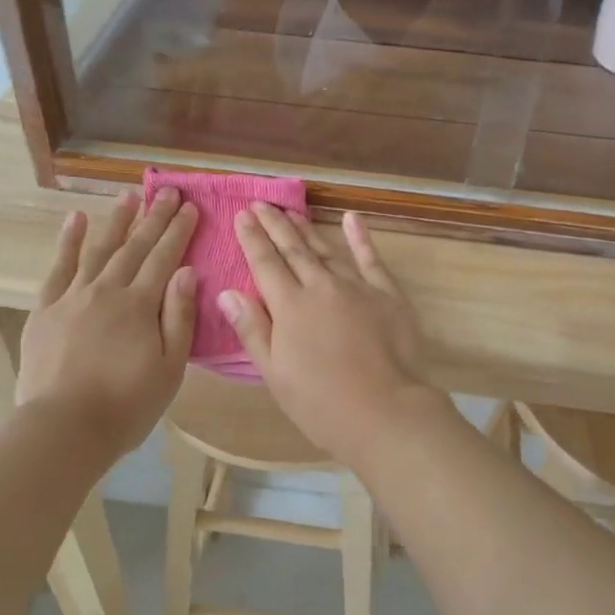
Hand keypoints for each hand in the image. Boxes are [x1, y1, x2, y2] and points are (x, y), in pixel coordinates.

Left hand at [15, 190, 198, 459]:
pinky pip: (58, 268)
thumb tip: (187, 271)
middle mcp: (107, 290)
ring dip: (116, 220)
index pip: (164, 258)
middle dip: (154, 217)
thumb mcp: (169, 368)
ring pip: (98, 249)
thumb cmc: (126, 405)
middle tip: (168, 191)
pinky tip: (77, 219)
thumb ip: (179, 317)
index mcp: (140, 305)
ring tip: (130, 194)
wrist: (64, 428)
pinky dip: (68, 241)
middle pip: (135, 247)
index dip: (179, 231)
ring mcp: (72, 297)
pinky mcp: (45, 309)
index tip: (191, 207)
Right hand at [221, 206, 442, 461]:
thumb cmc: (320, 403)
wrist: (385, 411)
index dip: (252, 238)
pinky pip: (370, 258)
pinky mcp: (387, 294)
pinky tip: (352, 218)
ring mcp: (357, 286)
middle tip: (260, 203)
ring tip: (291, 211)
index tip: (242, 215)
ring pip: (326, 249)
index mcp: (290, 306)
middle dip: (275, 224)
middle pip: (293, 249)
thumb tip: (226, 292)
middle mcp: (321, 286)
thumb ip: (252, 329)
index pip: (265, 263)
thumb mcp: (274, 373)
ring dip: (307, 229)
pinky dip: (360, 237)